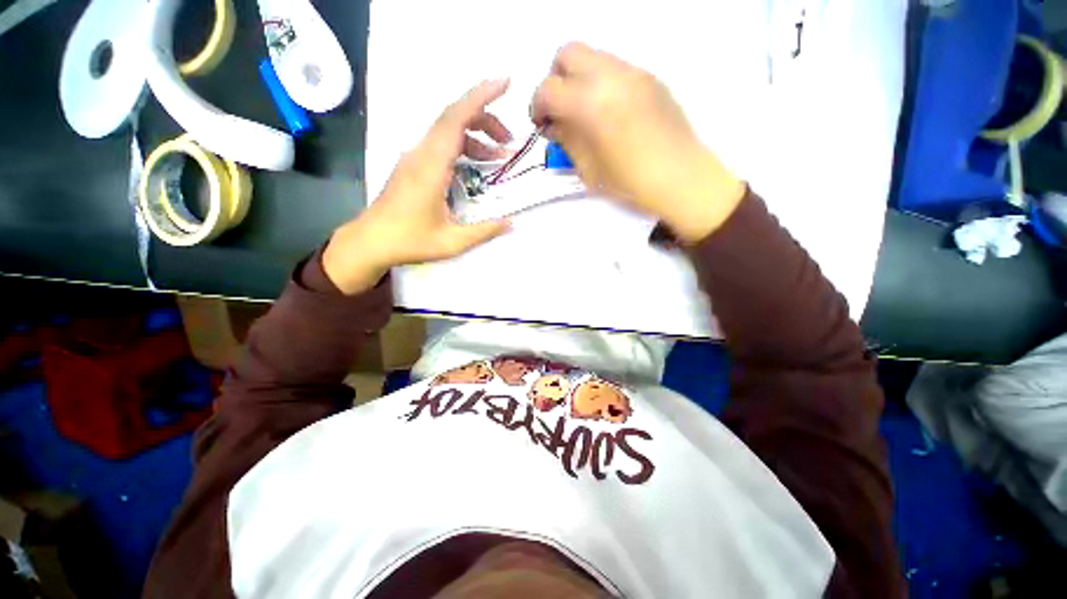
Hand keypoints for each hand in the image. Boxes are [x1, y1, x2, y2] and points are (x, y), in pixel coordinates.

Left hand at [323, 80, 513, 293]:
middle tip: (510, 140)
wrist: (371, 241)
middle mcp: (421, 153)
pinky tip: (477, 164)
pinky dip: (463, 146)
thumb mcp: (452, 242)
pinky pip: (441, 143)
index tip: (505, 83)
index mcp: (431, 167)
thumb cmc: (409, 241)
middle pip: (454, 118)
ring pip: (447, 130)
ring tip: (500, 154)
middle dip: (486, 119)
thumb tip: (511, 223)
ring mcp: (415, 157)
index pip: (455, 119)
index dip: (480, 97)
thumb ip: (484, 231)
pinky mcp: (413, 164)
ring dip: (476, 135)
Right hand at [531, 43, 744, 242]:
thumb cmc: (629, 181)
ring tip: (585, 112)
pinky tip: (609, 112)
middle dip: (556, 79)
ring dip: (579, 79)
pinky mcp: (650, 77)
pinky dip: (602, 83)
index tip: (542, 124)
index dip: (538, 106)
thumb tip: (554, 123)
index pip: (549, 89)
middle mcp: (610, 76)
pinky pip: (616, 68)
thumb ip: (566, 139)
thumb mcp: (588, 168)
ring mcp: (634, 72)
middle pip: (568, 54)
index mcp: (590, 103)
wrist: (679, 176)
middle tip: (561, 110)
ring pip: (593, 56)